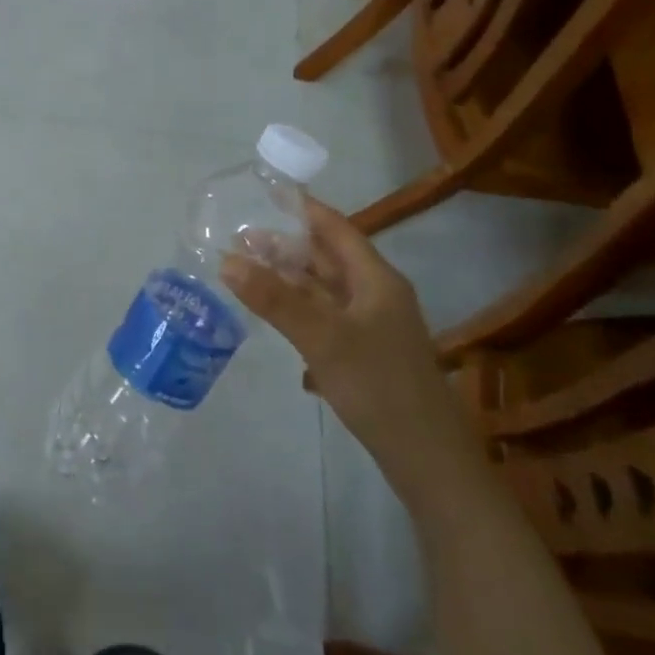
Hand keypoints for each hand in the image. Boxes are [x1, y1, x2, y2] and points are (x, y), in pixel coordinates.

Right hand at [221, 199, 478, 504]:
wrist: (428, 461)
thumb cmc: (379, 386)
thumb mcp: (322, 338)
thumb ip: (274, 298)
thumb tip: (226, 260)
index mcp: (376, 279)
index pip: (336, 228)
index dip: (303, 209)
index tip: (265, 193)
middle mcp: (376, 294)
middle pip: (327, 258)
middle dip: (286, 245)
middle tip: (239, 238)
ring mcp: (372, 326)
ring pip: (324, 289)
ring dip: (288, 278)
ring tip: (246, 271)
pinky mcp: (364, 354)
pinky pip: (325, 317)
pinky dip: (298, 309)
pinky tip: (273, 315)